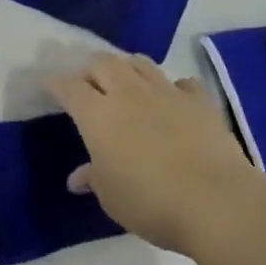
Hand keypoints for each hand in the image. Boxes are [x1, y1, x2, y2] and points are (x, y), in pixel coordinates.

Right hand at [48, 53, 260, 257]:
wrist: (215, 202)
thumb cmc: (150, 202)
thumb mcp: (111, 197)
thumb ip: (94, 178)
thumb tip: (79, 177)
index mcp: (97, 114)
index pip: (68, 86)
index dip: (56, 83)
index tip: (50, 85)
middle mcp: (128, 93)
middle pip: (103, 62)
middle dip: (91, 70)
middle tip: (89, 86)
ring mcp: (167, 92)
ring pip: (140, 63)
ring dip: (127, 69)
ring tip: (126, 85)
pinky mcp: (200, 101)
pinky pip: (181, 83)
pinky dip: (172, 88)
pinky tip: (173, 101)